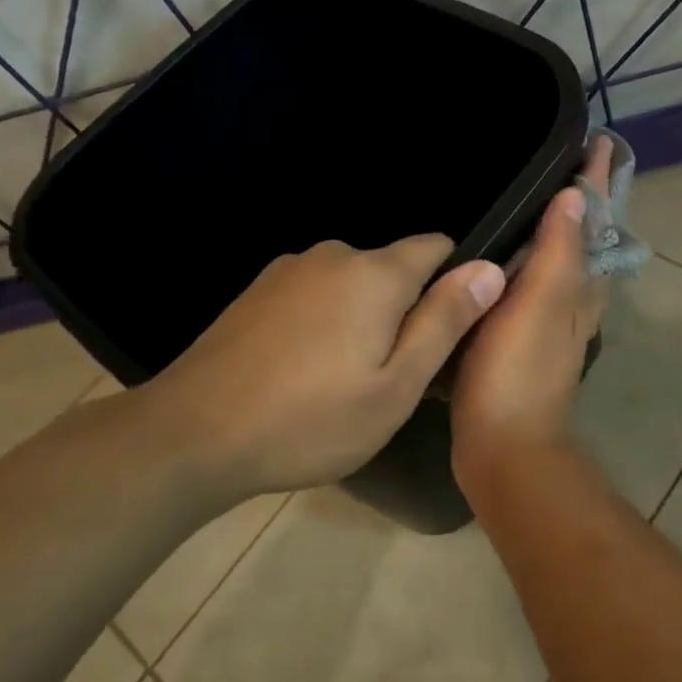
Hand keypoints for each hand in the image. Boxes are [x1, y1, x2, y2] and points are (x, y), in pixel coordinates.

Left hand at [137, 235, 506, 497]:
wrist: (191, 435)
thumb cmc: (309, 420)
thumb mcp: (395, 386)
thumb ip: (445, 322)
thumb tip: (490, 268)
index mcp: (375, 273)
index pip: (438, 246)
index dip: (456, 282)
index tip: (450, 331)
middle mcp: (333, 255)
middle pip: (394, 269)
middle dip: (406, 309)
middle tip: (396, 375)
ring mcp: (288, 270)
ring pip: (352, 284)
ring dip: (364, 318)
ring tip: (347, 380)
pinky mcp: (257, 292)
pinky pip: (315, 295)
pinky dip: (325, 322)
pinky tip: (305, 371)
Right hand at [451, 137, 612, 489]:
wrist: (504, 447)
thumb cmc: (518, 372)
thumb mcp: (539, 306)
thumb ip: (558, 253)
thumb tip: (577, 195)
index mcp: (580, 287)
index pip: (596, 220)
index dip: (596, 180)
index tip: (595, 139)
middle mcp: (574, 300)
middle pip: (586, 239)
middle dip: (582, 199)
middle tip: (564, 159)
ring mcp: (550, 322)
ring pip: (562, 262)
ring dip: (558, 228)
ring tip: (535, 198)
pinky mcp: (523, 340)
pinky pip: (534, 285)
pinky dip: (530, 261)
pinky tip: (503, 259)